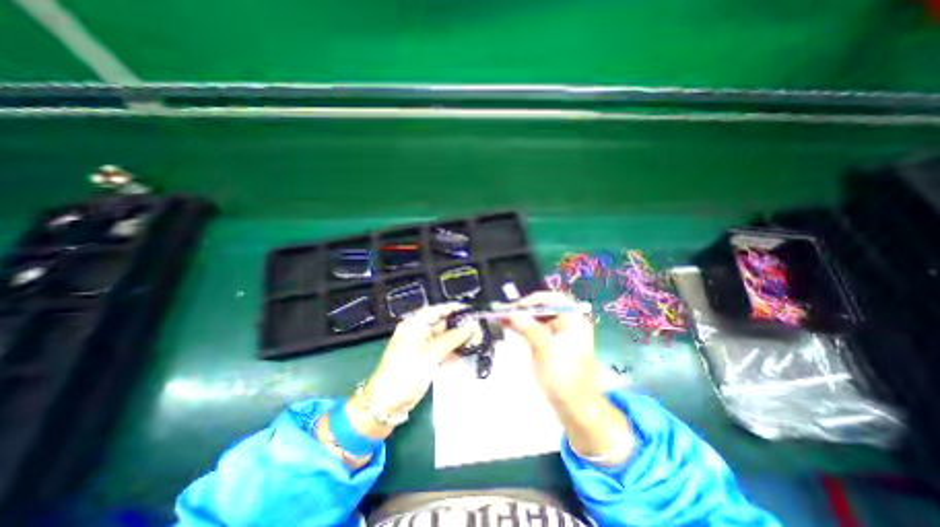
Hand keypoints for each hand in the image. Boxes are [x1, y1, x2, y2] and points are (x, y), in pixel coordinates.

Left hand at [346, 304, 473, 436]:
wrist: (387, 402)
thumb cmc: (407, 371)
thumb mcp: (432, 353)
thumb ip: (453, 338)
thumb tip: (471, 326)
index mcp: (415, 324)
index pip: (437, 310)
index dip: (453, 308)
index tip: (471, 310)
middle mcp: (418, 332)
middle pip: (441, 323)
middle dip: (458, 325)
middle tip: (478, 327)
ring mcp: (421, 346)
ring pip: (443, 337)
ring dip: (457, 339)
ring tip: (476, 340)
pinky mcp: (424, 359)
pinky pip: (441, 350)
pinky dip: (451, 351)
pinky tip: (464, 355)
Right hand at [503, 292, 635, 465]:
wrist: (575, 408)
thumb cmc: (565, 377)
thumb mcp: (547, 351)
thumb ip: (530, 329)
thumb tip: (513, 313)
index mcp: (574, 322)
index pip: (555, 300)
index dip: (535, 299)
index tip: (518, 307)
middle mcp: (566, 325)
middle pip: (544, 309)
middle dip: (524, 309)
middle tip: (504, 312)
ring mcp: (557, 335)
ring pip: (536, 319)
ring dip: (519, 318)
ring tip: (500, 316)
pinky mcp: (549, 345)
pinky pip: (534, 331)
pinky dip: (521, 327)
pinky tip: (507, 325)